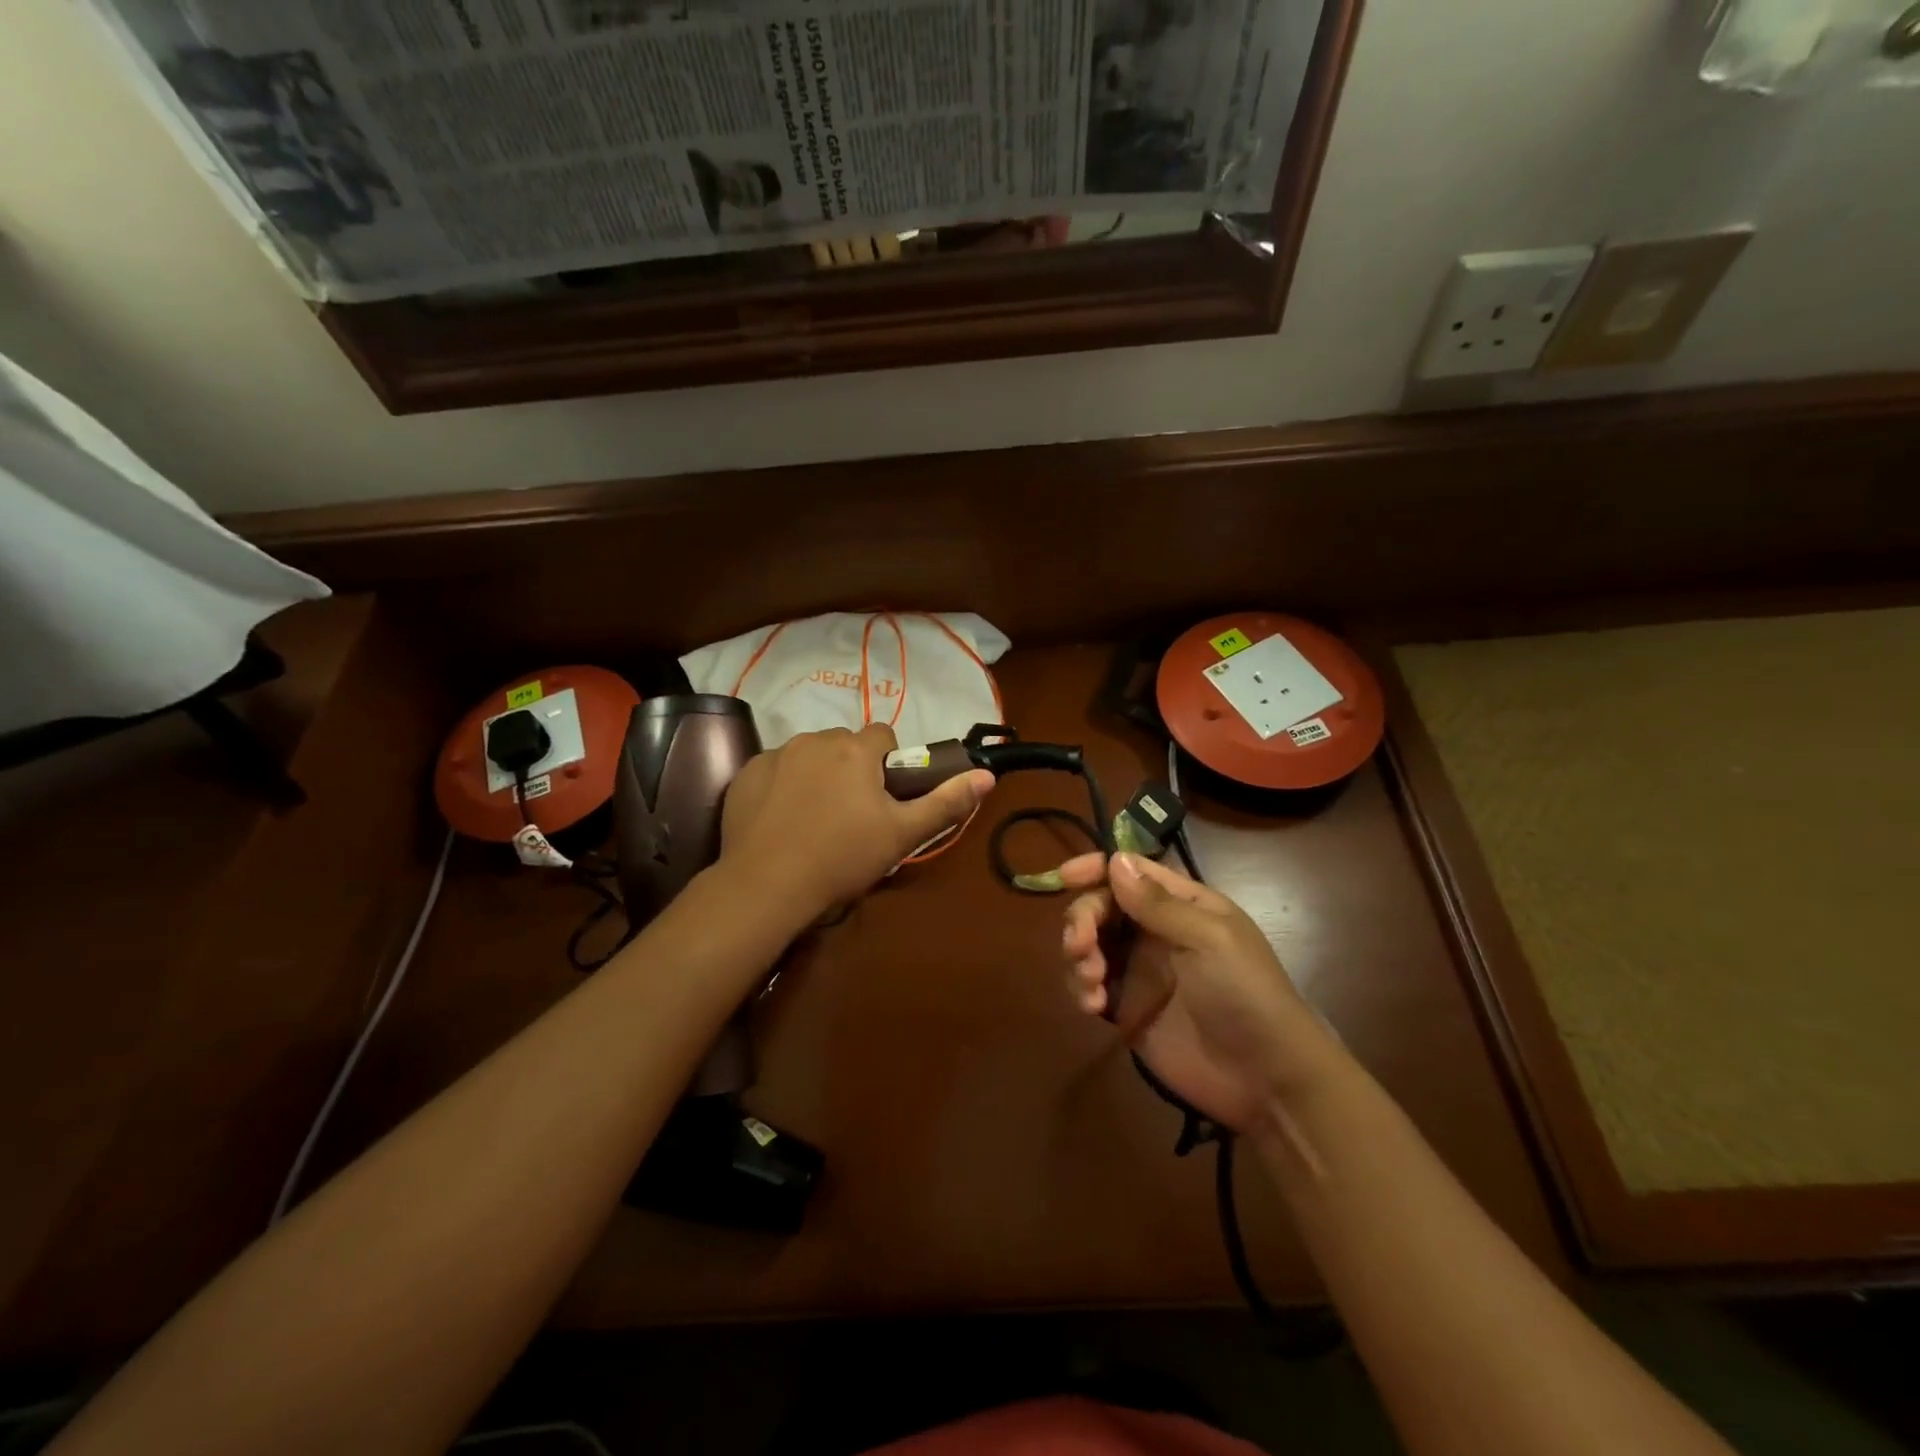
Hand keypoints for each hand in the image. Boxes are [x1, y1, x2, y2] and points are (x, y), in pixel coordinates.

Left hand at [721, 724, 993, 920]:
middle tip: (852, 814)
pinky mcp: (747, 773)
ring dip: (818, 773)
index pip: (883, 736)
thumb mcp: (902, 834)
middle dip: (852, 767)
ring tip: (815, 819)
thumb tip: (986, 776)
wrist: (768, 885)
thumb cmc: (843, 857)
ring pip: (809, 754)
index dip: (888, 765)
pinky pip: (776, 769)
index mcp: (855, 749)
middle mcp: (815, 739)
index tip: (884, 799)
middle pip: (845, 744)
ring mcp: (776, 754)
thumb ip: (946, 802)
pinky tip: (782, 821)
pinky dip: (783, 785)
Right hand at [1059, 852, 1328, 1130]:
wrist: (1266, 1079)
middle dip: (1082, 919)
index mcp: (1181, 905)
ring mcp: (1139, 971)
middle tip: (1080, 946)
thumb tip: (1115, 860)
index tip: (1066, 876)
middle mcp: (1155, 931)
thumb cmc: (1246, 994)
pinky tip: (1093, 1006)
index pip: (1131, 872)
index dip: (1097, 868)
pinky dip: (1081, 990)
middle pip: (1100, 906)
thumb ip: (1158, 903)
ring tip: (1092, 982)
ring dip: (1078, 955)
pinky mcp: (1127, 1009)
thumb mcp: (1209, 940)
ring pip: (1088, 945)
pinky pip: (1089, 987)